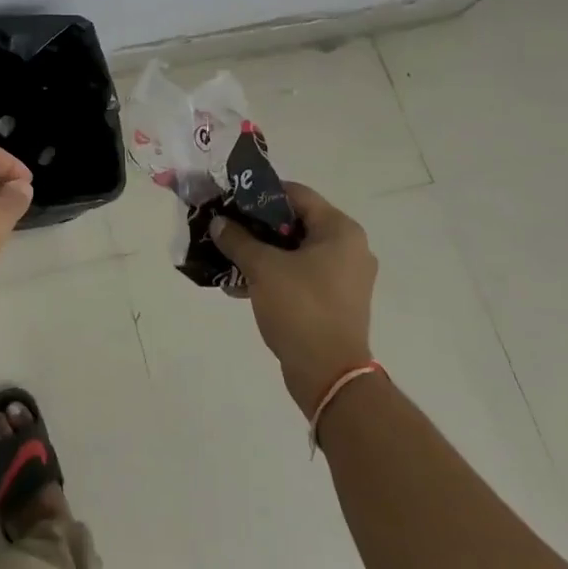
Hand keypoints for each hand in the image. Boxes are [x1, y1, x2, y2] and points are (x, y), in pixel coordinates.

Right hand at [212, 182, 377, 416]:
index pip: (297, 194)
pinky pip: (300, 275)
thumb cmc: (301, 308)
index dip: (260, 193)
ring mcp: (344, 277)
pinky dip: (273, 275)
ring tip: (227, 257)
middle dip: (256, 226)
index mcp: (340, 230)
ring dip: (261, 252)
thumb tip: (219, 223)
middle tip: (225, 227)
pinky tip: (241, 285)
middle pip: (295, 222)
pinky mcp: (334, 301)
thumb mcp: (263, 268)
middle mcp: (348, 248)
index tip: (230, 199)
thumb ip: (238, 239)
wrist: (329, 374)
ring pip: (295, 251)